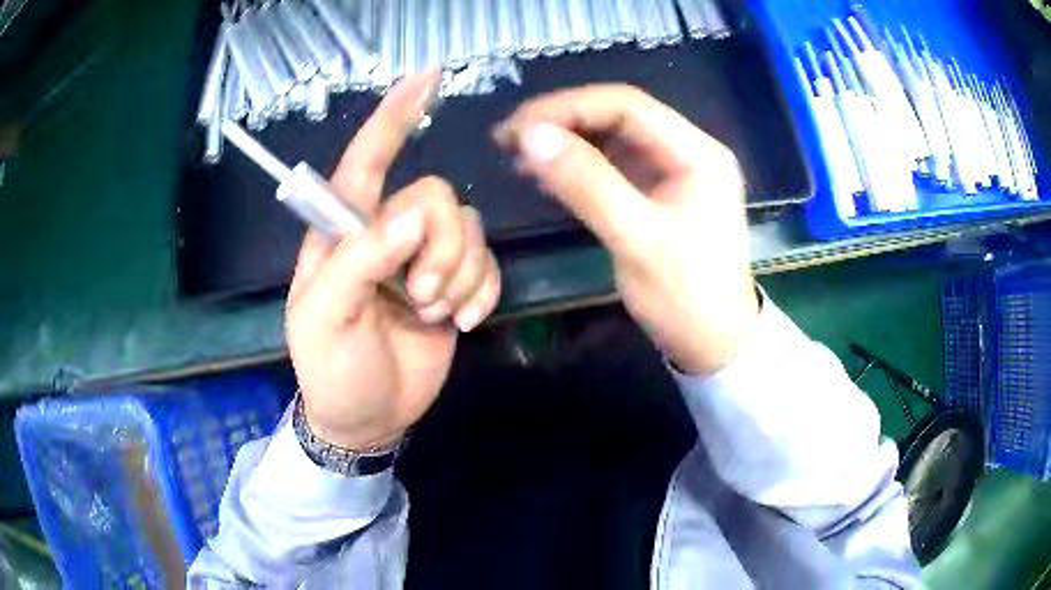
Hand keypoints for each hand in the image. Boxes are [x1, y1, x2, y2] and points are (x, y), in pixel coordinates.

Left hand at [287, 71, 501, 449]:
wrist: (367, 418)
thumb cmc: (331, 369)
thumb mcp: (325, 319)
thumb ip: (359, 260)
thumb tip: (414, 215)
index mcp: (343, 232)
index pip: (365, 160)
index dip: (393, 118)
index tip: (426, 78)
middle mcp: (386, 233)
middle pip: (436, 198)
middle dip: (440, 247)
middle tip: (420, 297)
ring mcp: (424, 259)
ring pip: (468, 229)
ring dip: (460, 275)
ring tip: (436, 316)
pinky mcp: (454, 285)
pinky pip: (487, 264)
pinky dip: (483, 291)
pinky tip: (463, 321)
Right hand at [495, 85, 757, 374]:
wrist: (712, 343)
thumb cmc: (684, 297)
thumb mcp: (635, 239)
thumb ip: (586, 183)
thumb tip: (529, 135)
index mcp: (698, 153)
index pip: (627, 105)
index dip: (568, 107)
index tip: (518, 126)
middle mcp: (689, 151)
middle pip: (619, 116)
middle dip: (562, 121)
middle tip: (509, 139)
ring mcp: (674, 171)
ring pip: (613, 138)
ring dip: (566, 141)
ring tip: (517, 155)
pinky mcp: (659, 192)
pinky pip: (614, 164)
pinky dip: (579, 165)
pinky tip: (546, 175)